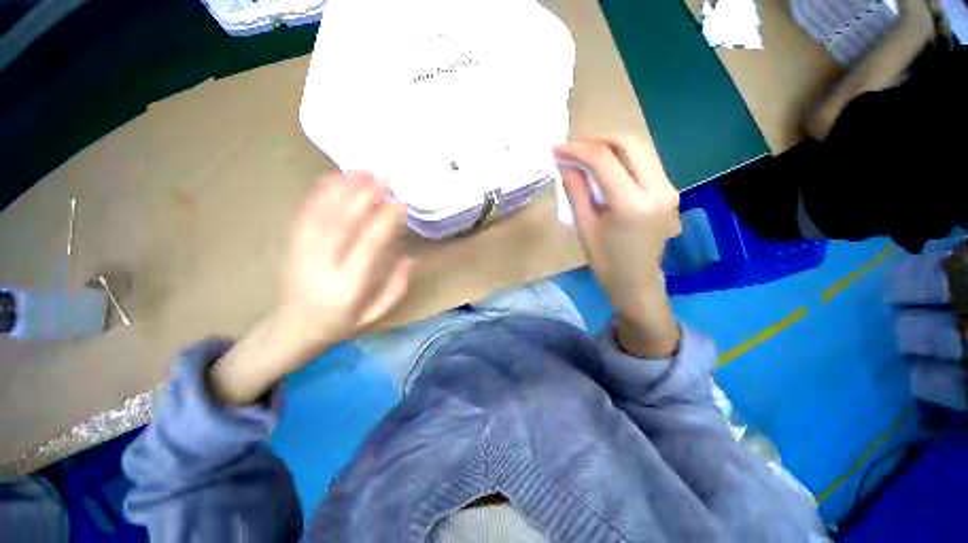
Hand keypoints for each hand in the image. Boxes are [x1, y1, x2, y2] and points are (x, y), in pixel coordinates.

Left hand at [210, 172, 411, 403]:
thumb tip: (408, 257)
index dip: (385, 221)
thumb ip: (396, 288)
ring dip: (342, 189)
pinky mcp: (291, 246)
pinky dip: (318, 193)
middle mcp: (322, 267)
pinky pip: (304, 214)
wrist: (291, 332)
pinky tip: (333, 178)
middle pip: (342, 223)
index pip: (368, 246)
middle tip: (384, 178)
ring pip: (321, 214)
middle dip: (364, 196)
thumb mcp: (375, 316)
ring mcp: (301, 253)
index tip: (400, 203)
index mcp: (347, 287)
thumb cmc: (340, 325)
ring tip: (362, 171)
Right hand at [556, 137, 681, 357]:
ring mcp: (669, 189)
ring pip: (640, 148)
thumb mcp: (585, 227)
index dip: (577, 149)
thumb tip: (565, 163)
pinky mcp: (670, 191)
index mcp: (632, 205)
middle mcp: (658, 190)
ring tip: (585, 157)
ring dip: (610, 146)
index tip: (557, 150)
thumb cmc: (605, 262)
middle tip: (572, 151)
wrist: (637, 283)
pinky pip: (645, 162)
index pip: (604, 159)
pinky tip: (605, 168)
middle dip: (596, 141)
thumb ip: (576, 191)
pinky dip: (622, 158)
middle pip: (628, 143)